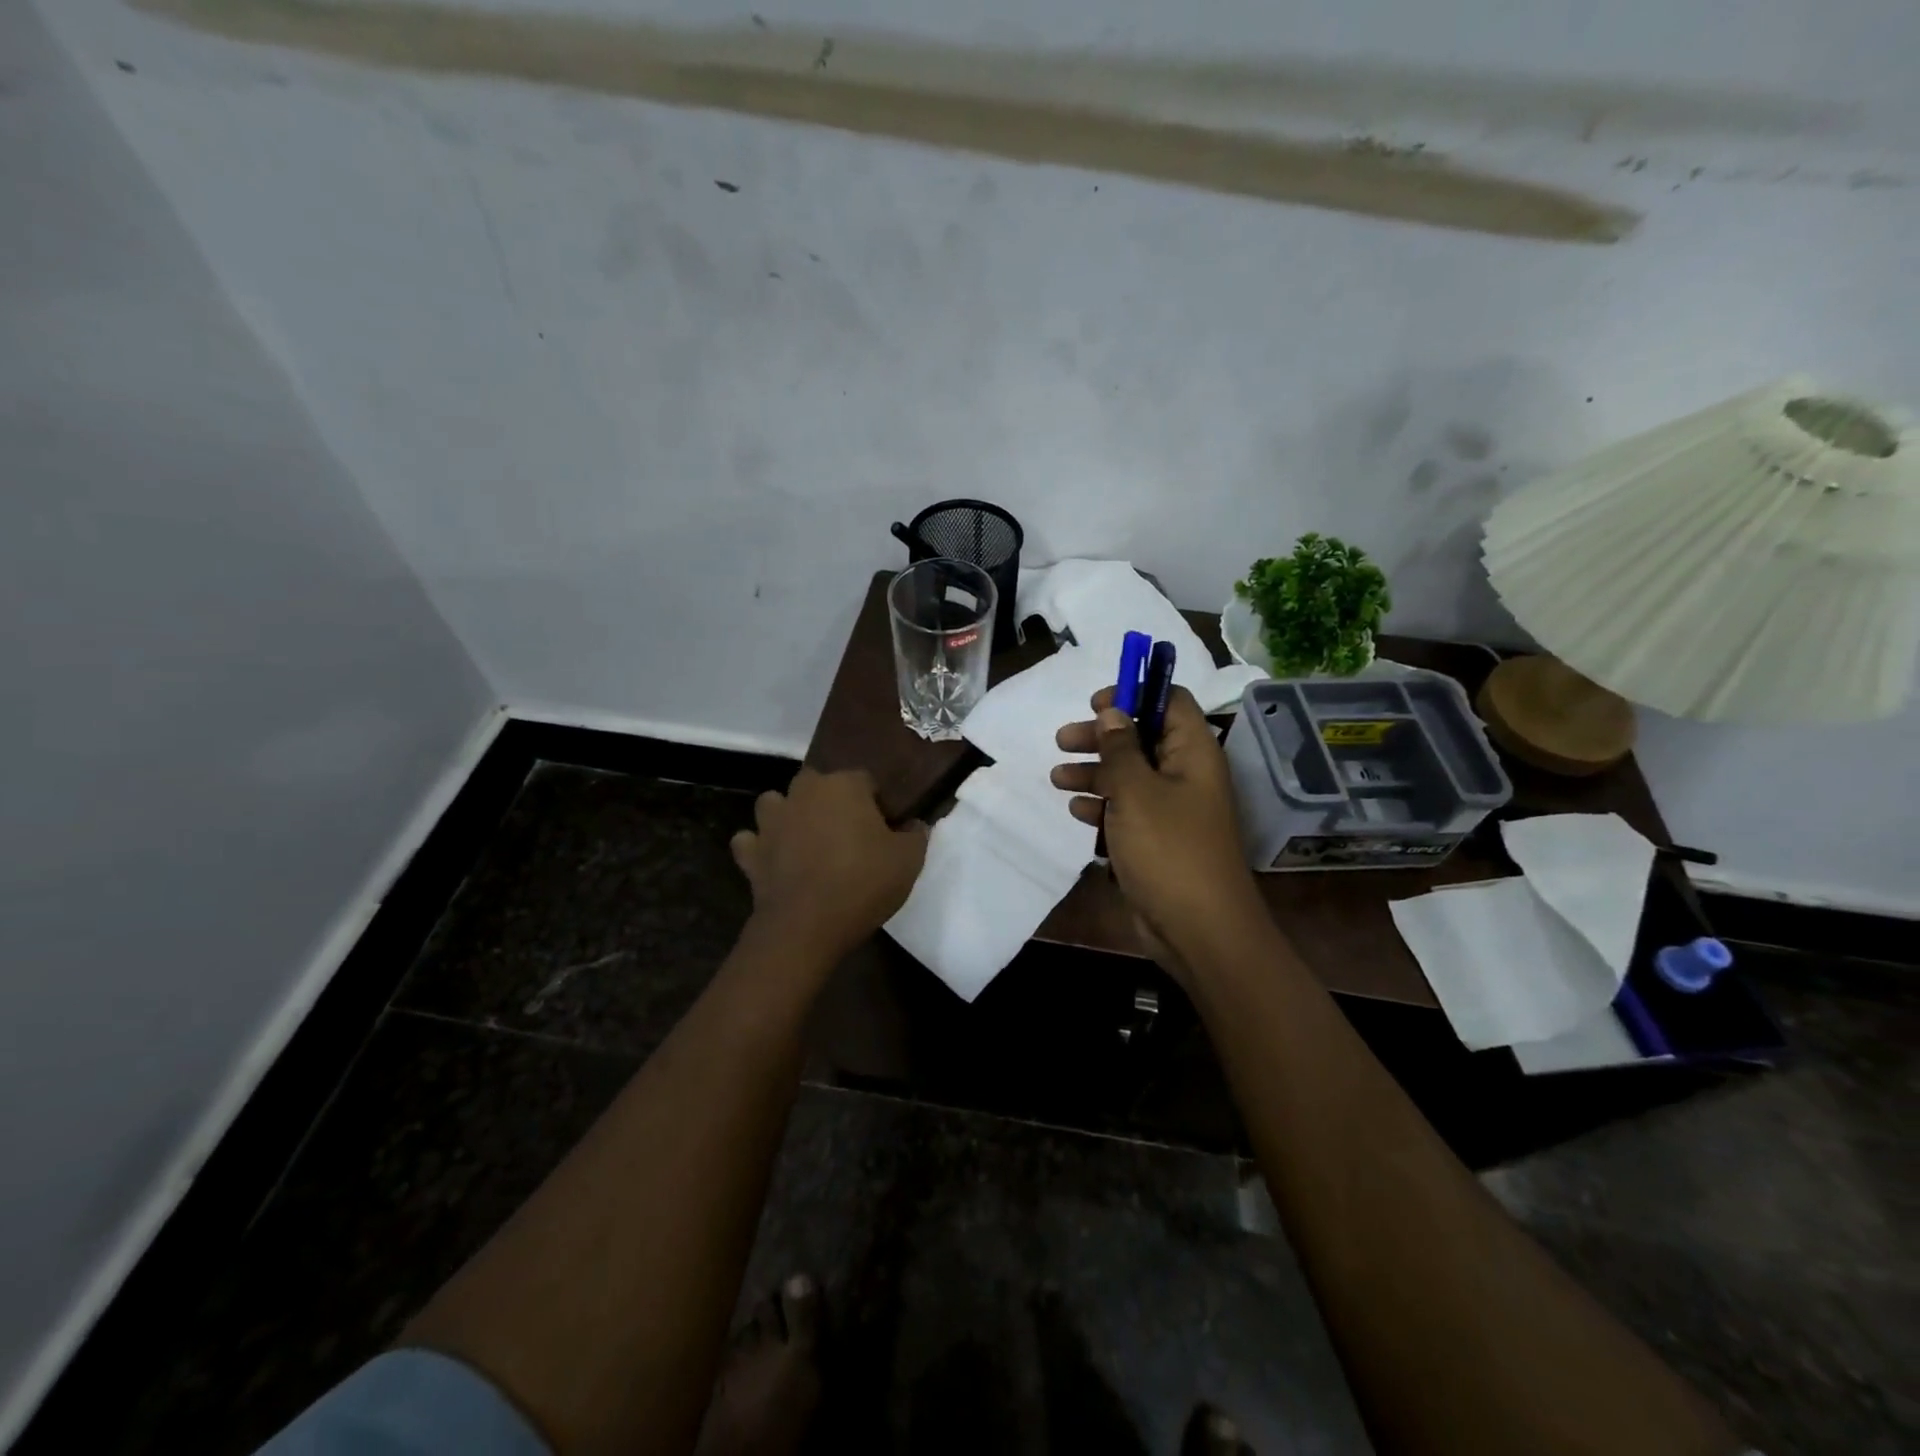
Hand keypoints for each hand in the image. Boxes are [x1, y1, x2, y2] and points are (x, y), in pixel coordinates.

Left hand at [730, 768, 927, 962]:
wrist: (806, 925)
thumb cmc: (863, 883)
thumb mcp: (909, 860)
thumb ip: (916, 834)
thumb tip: (915, 824)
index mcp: (844, 785)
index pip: (866, 781)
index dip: (877, 804)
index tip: (886, 830)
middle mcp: (804, 792)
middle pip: (819, 785)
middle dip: (832, 802)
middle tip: (849, 835)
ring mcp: (772, 820)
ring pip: (776, 803)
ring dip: (788, 815)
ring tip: (806, 840)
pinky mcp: (750, 852)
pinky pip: (751, 840)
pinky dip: (761, 847)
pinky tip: (774, 860)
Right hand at [1051, 687, 1263, 967]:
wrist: (1198, 929)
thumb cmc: (1169, 849)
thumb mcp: (1136, 791)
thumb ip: (1120, 748)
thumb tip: (1112, 712)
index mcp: (1193, 753)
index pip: (1171, 701)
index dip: (1135, 693)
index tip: (1096, 703)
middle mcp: (1185, 774)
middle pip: (1142, 737)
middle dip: (1101, 736)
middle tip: (1063, 739)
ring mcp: (1172, 809)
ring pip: (1129, 776)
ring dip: (1094, 773)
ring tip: (1057, 778)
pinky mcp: (1157, 840)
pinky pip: (1127, 811)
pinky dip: (1103, 806)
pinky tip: (1078, 811)